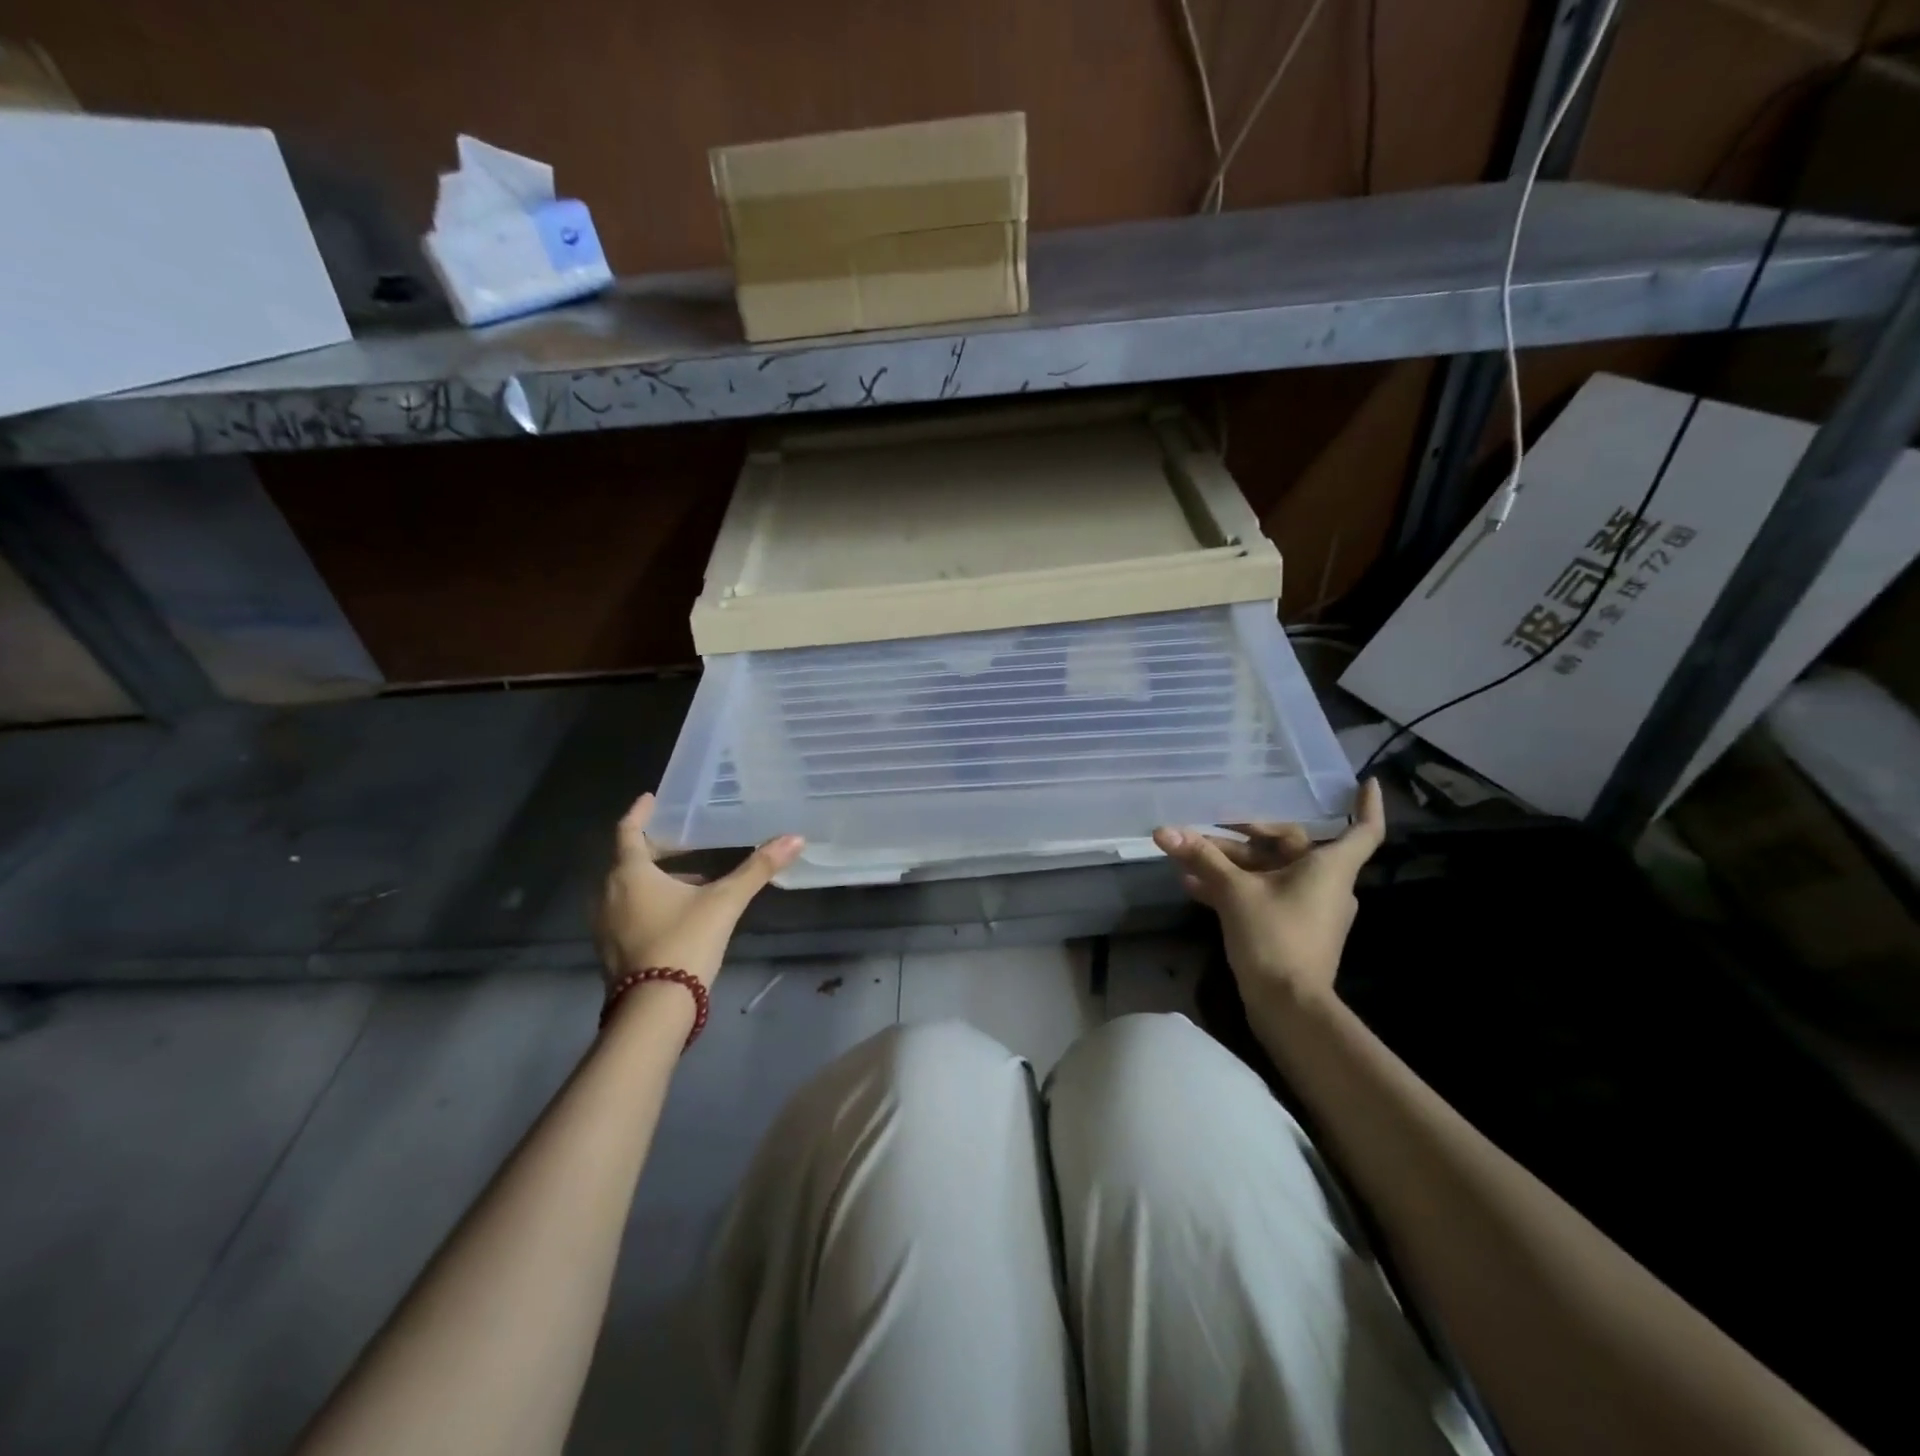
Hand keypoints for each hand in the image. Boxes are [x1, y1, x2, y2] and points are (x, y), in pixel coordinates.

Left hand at [595, 792, 803, 988]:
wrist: (654, 1009)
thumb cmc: (685, 942)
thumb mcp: (725, 901)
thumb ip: (758, 869)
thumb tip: (795, 838)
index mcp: (630, 874)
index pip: (628, 831)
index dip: (639, 813)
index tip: (650, 798)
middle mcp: (609, 894)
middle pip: (628, 860)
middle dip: (656, 849)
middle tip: (683, 841)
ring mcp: (606, 924)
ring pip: (628, 888)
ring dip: (655, 878)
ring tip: (692, 879)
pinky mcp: (611, 950)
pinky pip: (628, 912)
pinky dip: (649, 902)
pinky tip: (680, 913)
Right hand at [1153, 779, 1385, 1010]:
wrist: (1288, 1006)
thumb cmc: (1275, 937)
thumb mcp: (1234, 891)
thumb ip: (1202, 857)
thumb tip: (1164, 831)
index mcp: (1329, 867)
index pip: (1363, 829)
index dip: (1365, 804)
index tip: (1363, 781)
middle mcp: (1326, 883)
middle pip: (1290, 846)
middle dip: (1246, 836)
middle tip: (1208, 829)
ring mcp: (1310, 908)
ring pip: (1271, 871)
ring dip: (1232, 863)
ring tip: (1189, 859)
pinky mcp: (1292, 928)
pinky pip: (1264, 894)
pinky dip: (1236, 887)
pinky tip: (1194, 886)